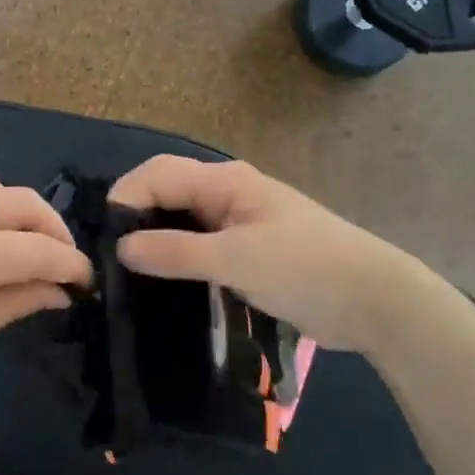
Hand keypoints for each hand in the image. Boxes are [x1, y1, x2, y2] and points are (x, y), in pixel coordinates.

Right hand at [109, 156, 421, 352]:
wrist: (373, 300)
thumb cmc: (305, 268)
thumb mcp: (236, 259)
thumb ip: (176, 251)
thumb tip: (122, 247)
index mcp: (225, 182)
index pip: (158, 174)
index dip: (126, 197)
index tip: (101, 238)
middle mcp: (226, 196)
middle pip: (166, 195)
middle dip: (135, 219)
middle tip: (107, 260)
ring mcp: (237, 225)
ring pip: (181, 223)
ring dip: (154, 242)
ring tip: (125, 276)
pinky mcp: (245, 254)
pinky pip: (198, 249)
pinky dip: (176, 261)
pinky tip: (160, 285)